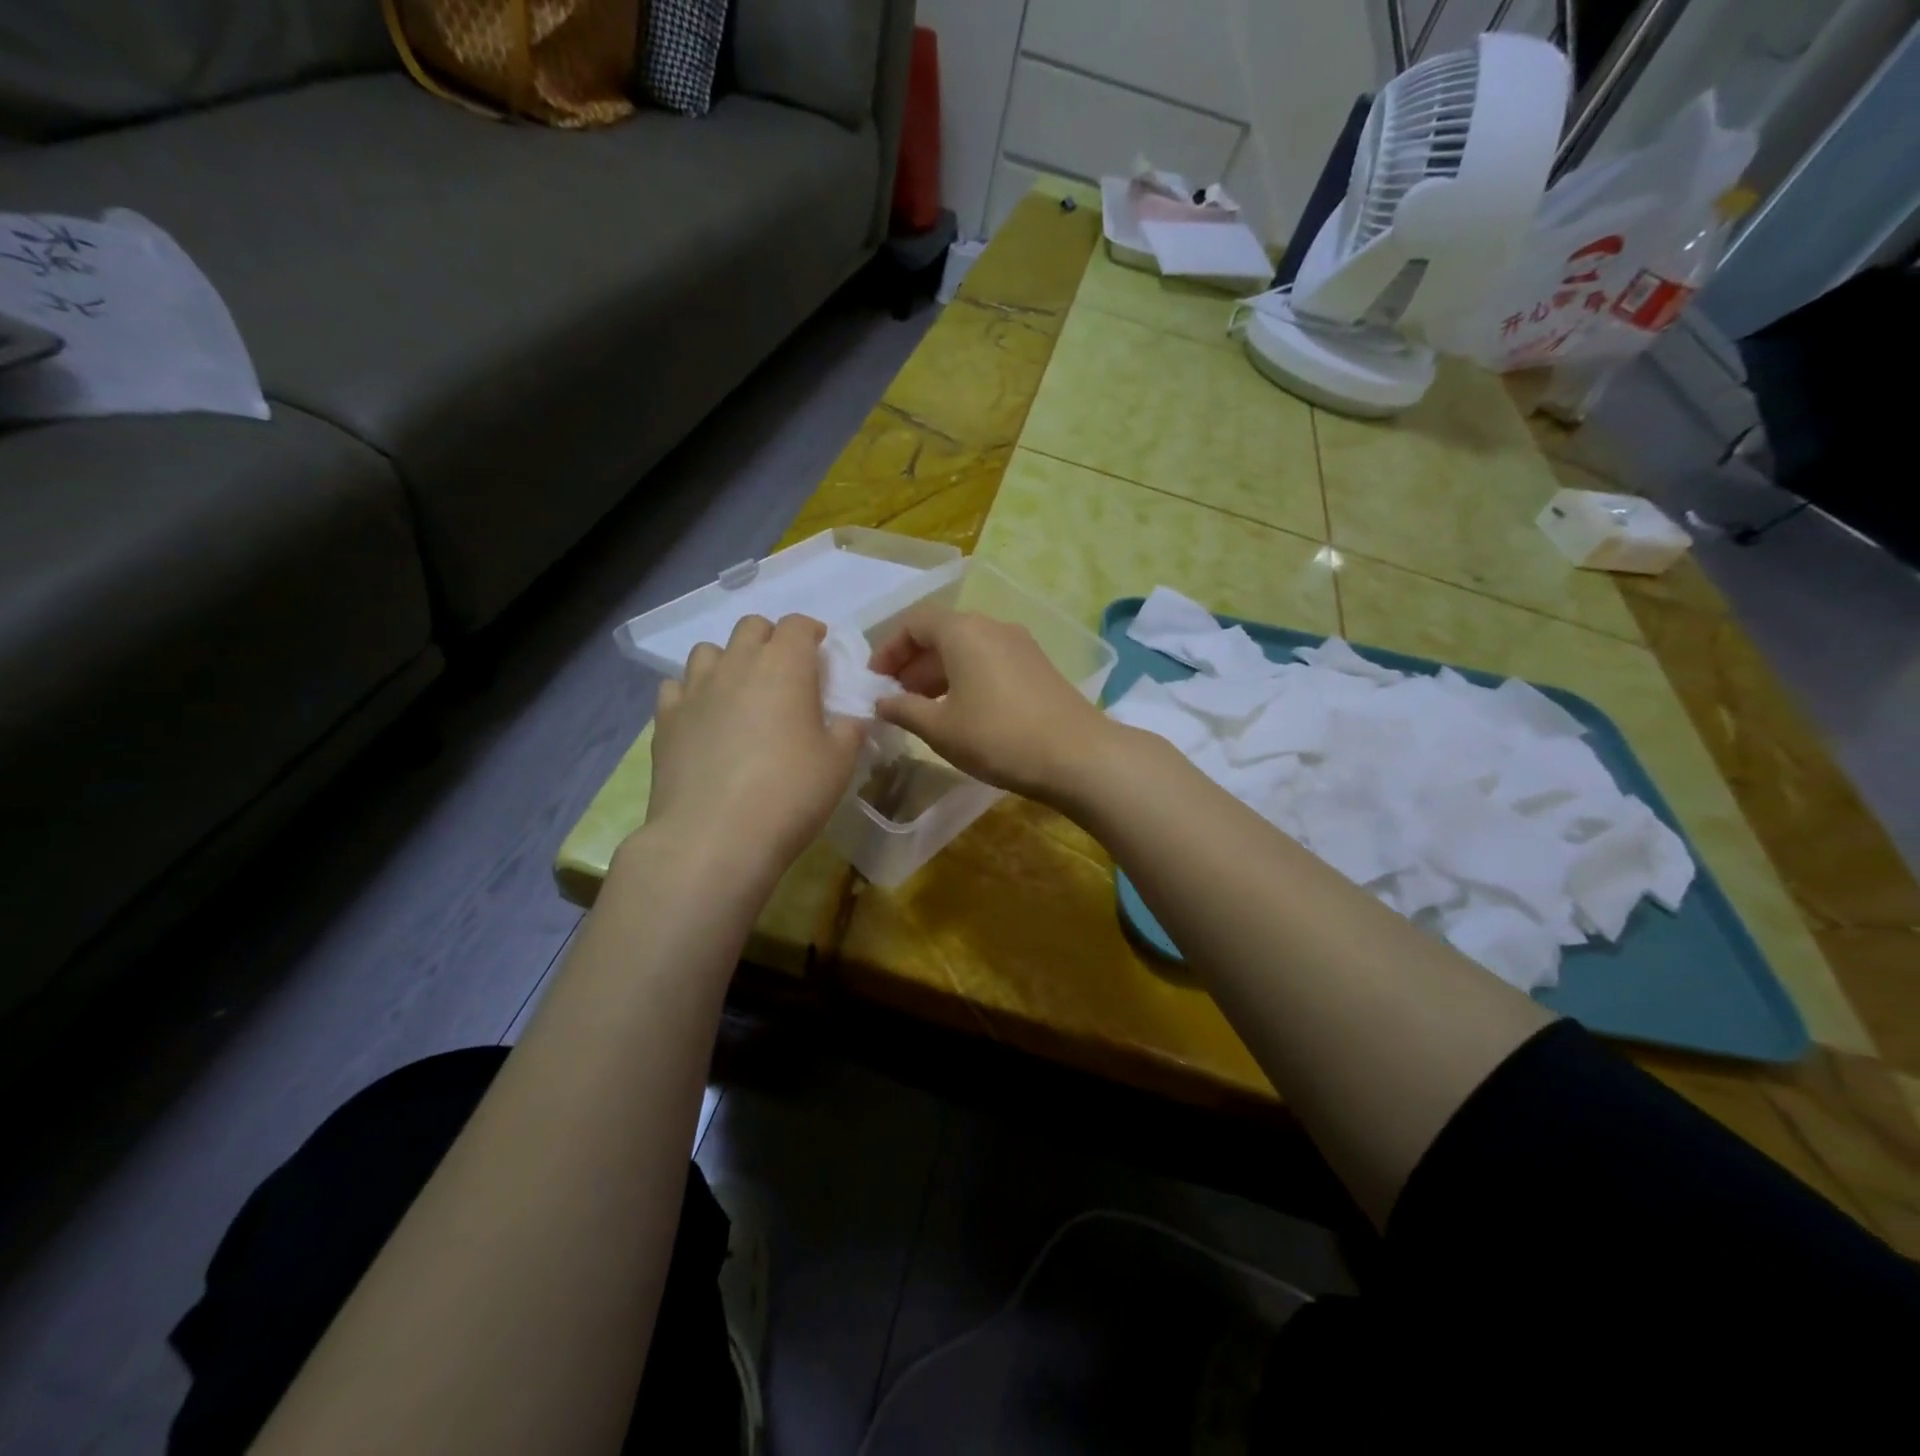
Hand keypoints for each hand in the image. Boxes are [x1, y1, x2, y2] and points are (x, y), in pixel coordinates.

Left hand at [646, 615, 864, 882]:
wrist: (715, 837)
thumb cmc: (790, 794)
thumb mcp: (839, 763)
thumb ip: (849, 731)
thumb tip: (850, 719)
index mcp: (785, 666)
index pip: (797, 625)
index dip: (810, 631)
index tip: (820, 648)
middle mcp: (737, 665)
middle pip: (751, 627)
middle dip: (771, 639)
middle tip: (785, 670)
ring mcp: (695, 690)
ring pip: (709, 651)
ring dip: (729, 660)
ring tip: (740, 690)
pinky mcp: (665, 719)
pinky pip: (676, 686)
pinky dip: (693, 692)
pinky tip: (703, 717)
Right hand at [868, 608, 1117, 804]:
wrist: (1077, 755)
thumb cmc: (997, 737)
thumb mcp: (941, 728)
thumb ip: (904, 710)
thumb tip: (881, 702)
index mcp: (963, 631)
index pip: (914, 622)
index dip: (889, 649)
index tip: (875, 681)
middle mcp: (992, 626)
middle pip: (942, 633)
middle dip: (912, 663)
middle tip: (895, 698)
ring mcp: (1020, 644)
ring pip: (967, 648)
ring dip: (938, 672)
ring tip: (923, 709)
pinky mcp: (1037, 665)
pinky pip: (989, 660)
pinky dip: (966, 677)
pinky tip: (961, 711)